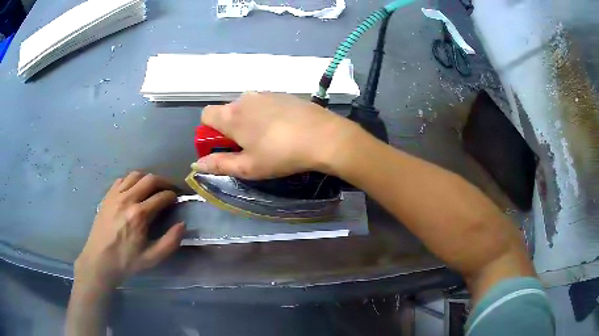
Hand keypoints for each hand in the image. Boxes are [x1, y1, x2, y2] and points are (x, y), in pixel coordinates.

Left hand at [74, 172, 184, 290]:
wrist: (99, 260)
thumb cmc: (126, 261)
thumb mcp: (152, 258)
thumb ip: (170, 242)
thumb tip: (182, 224)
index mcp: (139, 215)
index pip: (161, 196)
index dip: (173, 195)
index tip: (178, 199)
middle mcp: (127, 199)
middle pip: (150, 179)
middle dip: (164, 182)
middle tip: (169, 190)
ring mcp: (115, 195)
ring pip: (136, 175)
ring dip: (148, 179)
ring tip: (153, 188)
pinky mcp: (108, 196)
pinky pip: (122, 179)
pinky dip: (132, 180)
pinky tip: (135, 189)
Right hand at [192, 92, 359, 179]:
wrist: (323, 136)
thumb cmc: (280, 155)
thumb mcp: (247, 167)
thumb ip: (219, 165)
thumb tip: (197, 164)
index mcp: (231, 115)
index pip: (205, 115)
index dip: (209, 131)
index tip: (223, 146)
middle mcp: (245, 98)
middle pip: (227, 111)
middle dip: (231, 128)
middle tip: (248, 148)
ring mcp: (266, 93)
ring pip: (247, 107)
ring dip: (249, 121)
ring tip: (269, 140)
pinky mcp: (283, 94)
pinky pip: (265, 104)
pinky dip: (266, 115)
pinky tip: (283, 129)